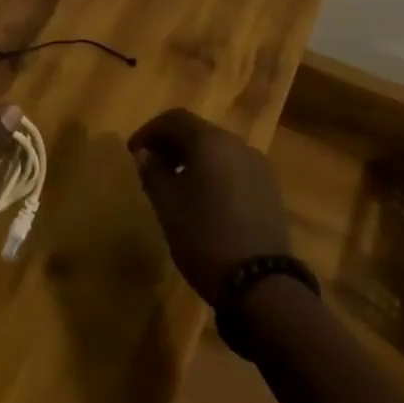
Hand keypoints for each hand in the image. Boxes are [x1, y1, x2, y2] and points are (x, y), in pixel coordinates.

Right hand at [128, 108, 291, 302]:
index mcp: (211, 142)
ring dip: (193, 159)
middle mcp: (238, 145)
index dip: (149, 131)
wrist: (261, 283)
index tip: (133, 152)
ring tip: (174, 183)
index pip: (175, 119)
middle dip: (171, 144)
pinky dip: (214, 173)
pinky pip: (234, 168)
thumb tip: (145, 154)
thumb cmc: (204, 236)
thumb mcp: (167, 205)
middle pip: (199, 131)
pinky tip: (203, 199)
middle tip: (151, 165)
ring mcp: (259, 167)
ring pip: (218, 151)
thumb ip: (152, 172)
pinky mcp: (270, 190)